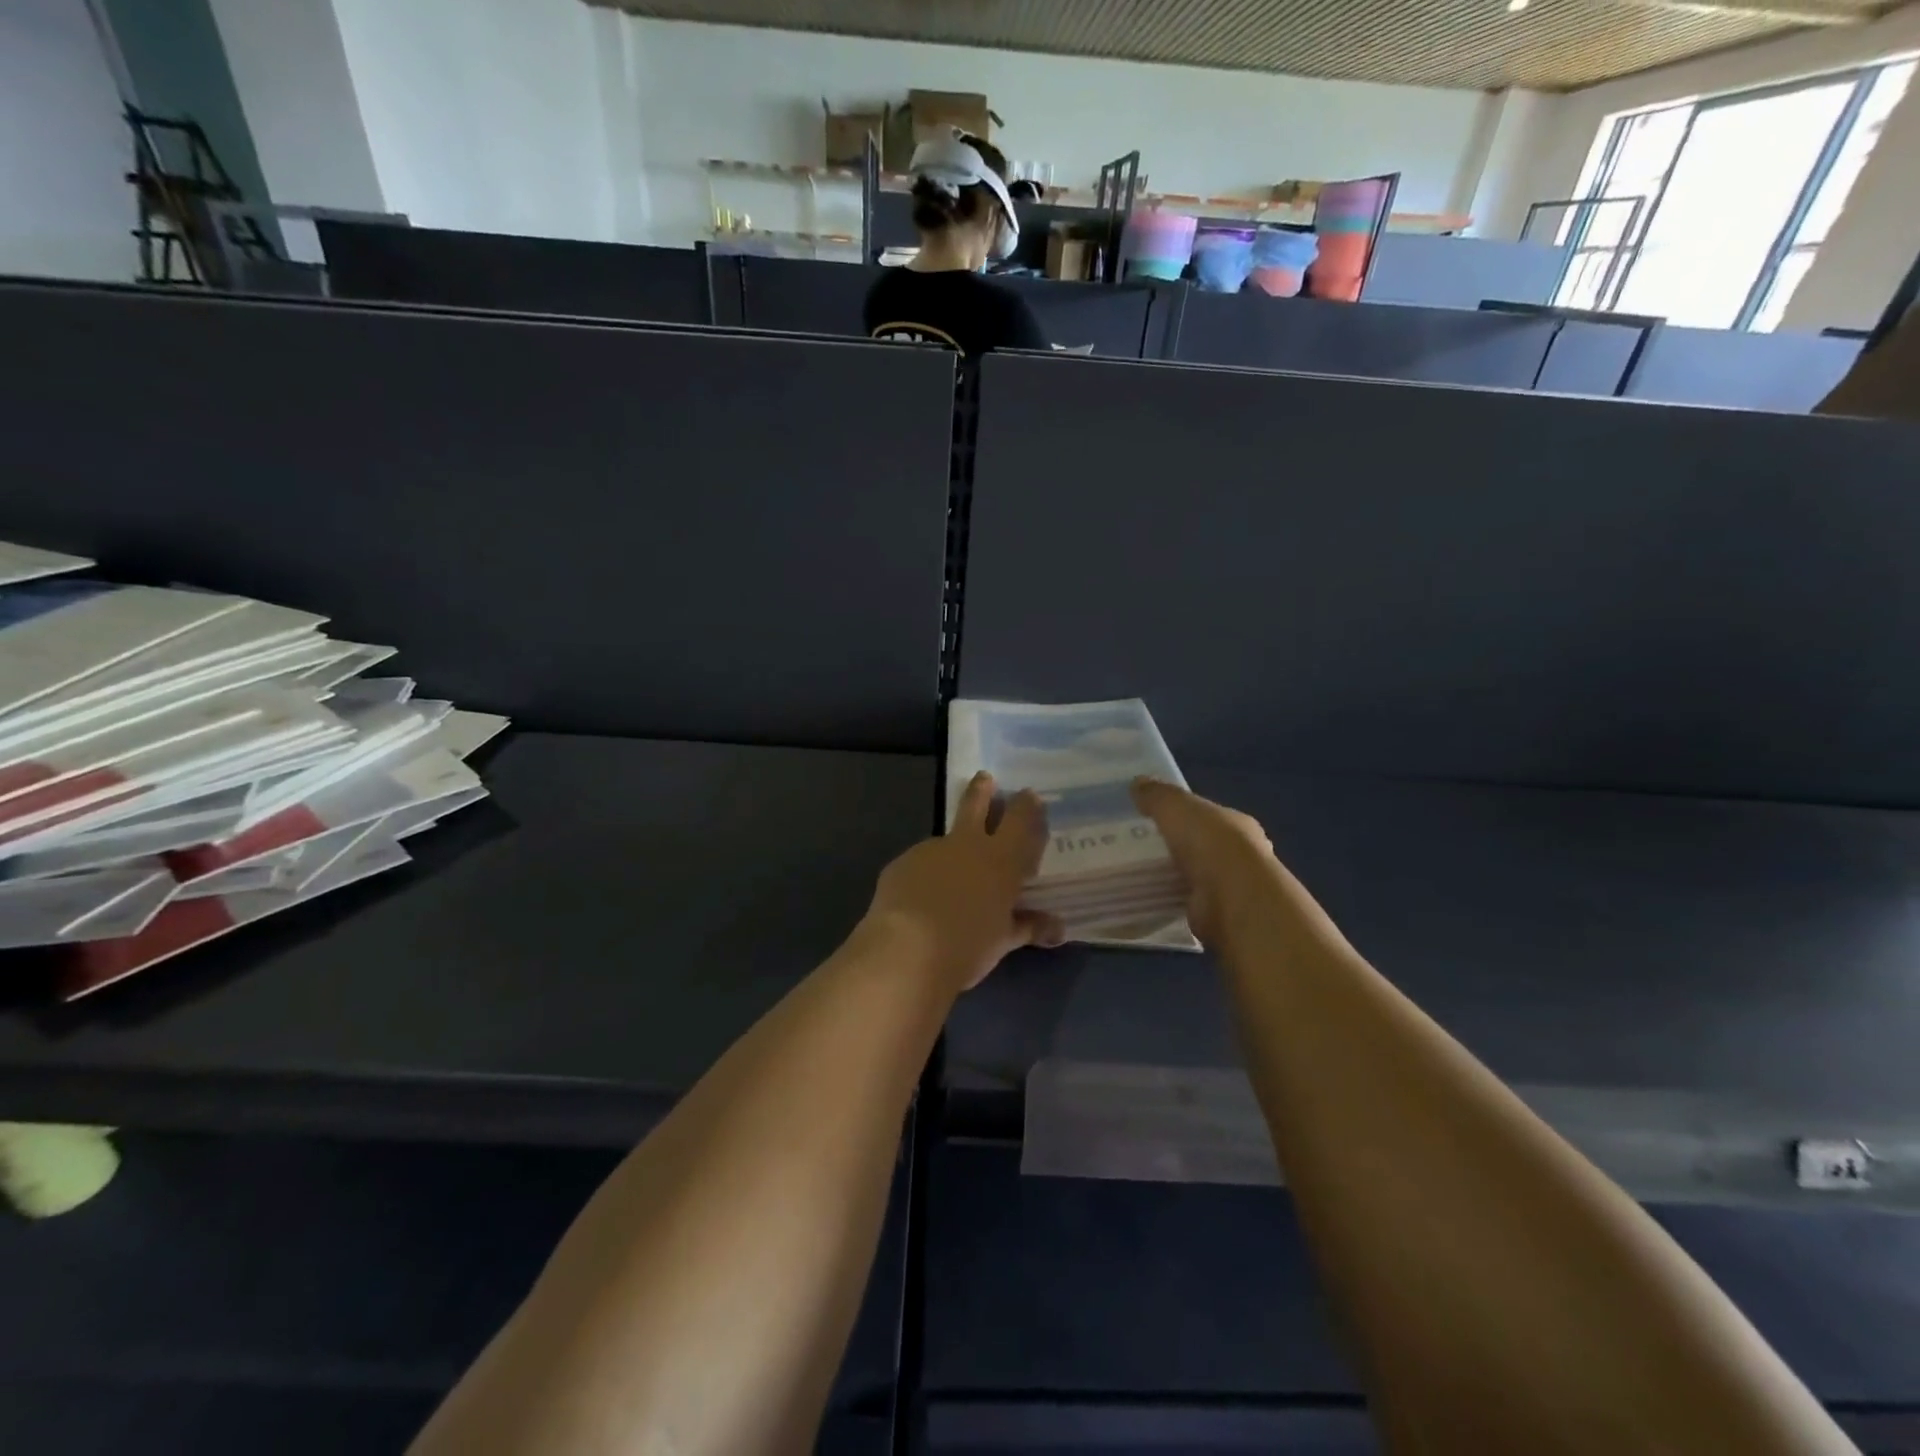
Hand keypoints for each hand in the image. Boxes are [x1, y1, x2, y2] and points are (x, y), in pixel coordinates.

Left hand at [866, 772, 1063, 992]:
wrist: (906, 952)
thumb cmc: (966, 948)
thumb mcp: (1002, 941)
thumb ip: (1028, 927)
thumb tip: (1058, 928)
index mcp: (1000, 860)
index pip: (1021, 820)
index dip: (1027, 805)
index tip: (1030, 796)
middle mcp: (967, 845)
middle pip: (975, 804)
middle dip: (982, 790)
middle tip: (984, 778)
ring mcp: (931, 850)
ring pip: (946, 840)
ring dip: (951, 849)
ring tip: (949, 878)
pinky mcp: (901, 863)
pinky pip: (920, 865)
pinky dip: (926, 876)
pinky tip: (921, 899)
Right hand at [1130, 777, 1277, 943]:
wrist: (1231, 897)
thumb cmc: (1208, 841)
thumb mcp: (1175, 806)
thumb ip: (1157, 795)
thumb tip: (1137, 782)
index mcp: (1235, 823)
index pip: (1208, 815)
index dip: (1184, 815)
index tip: (1156, 819)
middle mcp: (1240, 853)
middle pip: (1203, 846)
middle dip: (1178, 847)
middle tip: (1141, 848)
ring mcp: (1232, 887)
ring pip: (1197, 876)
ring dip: (1175, 876)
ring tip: (1140, 874)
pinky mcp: (1219, 914)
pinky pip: (1189, 903)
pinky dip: (1173, 900)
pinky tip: (1150, 898)